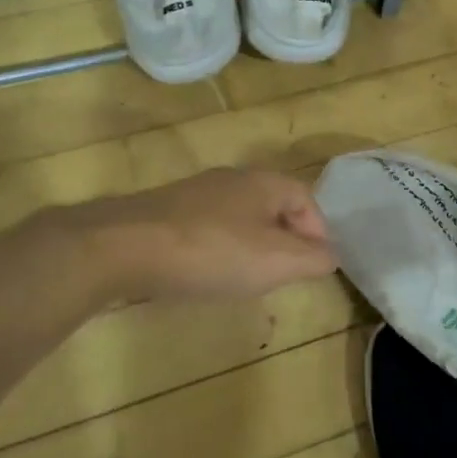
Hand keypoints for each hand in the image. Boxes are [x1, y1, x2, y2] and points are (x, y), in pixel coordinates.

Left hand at [77, 168, 337, 303]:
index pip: (307, 199)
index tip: (315, 266)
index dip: (318, 232)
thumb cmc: (212, 251)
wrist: (124, 246)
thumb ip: (313, 258)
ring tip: (248, 278)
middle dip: (286, 239)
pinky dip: (219, 249)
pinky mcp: (167, 212)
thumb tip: (332, 255)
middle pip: (273, 206)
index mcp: (264, 182)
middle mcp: (233, 179)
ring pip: (240, 217)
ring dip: (252, 245)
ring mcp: (196, 193)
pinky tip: (207, 273)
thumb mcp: (276, 260)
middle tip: (285, 274)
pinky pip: (209, 228)